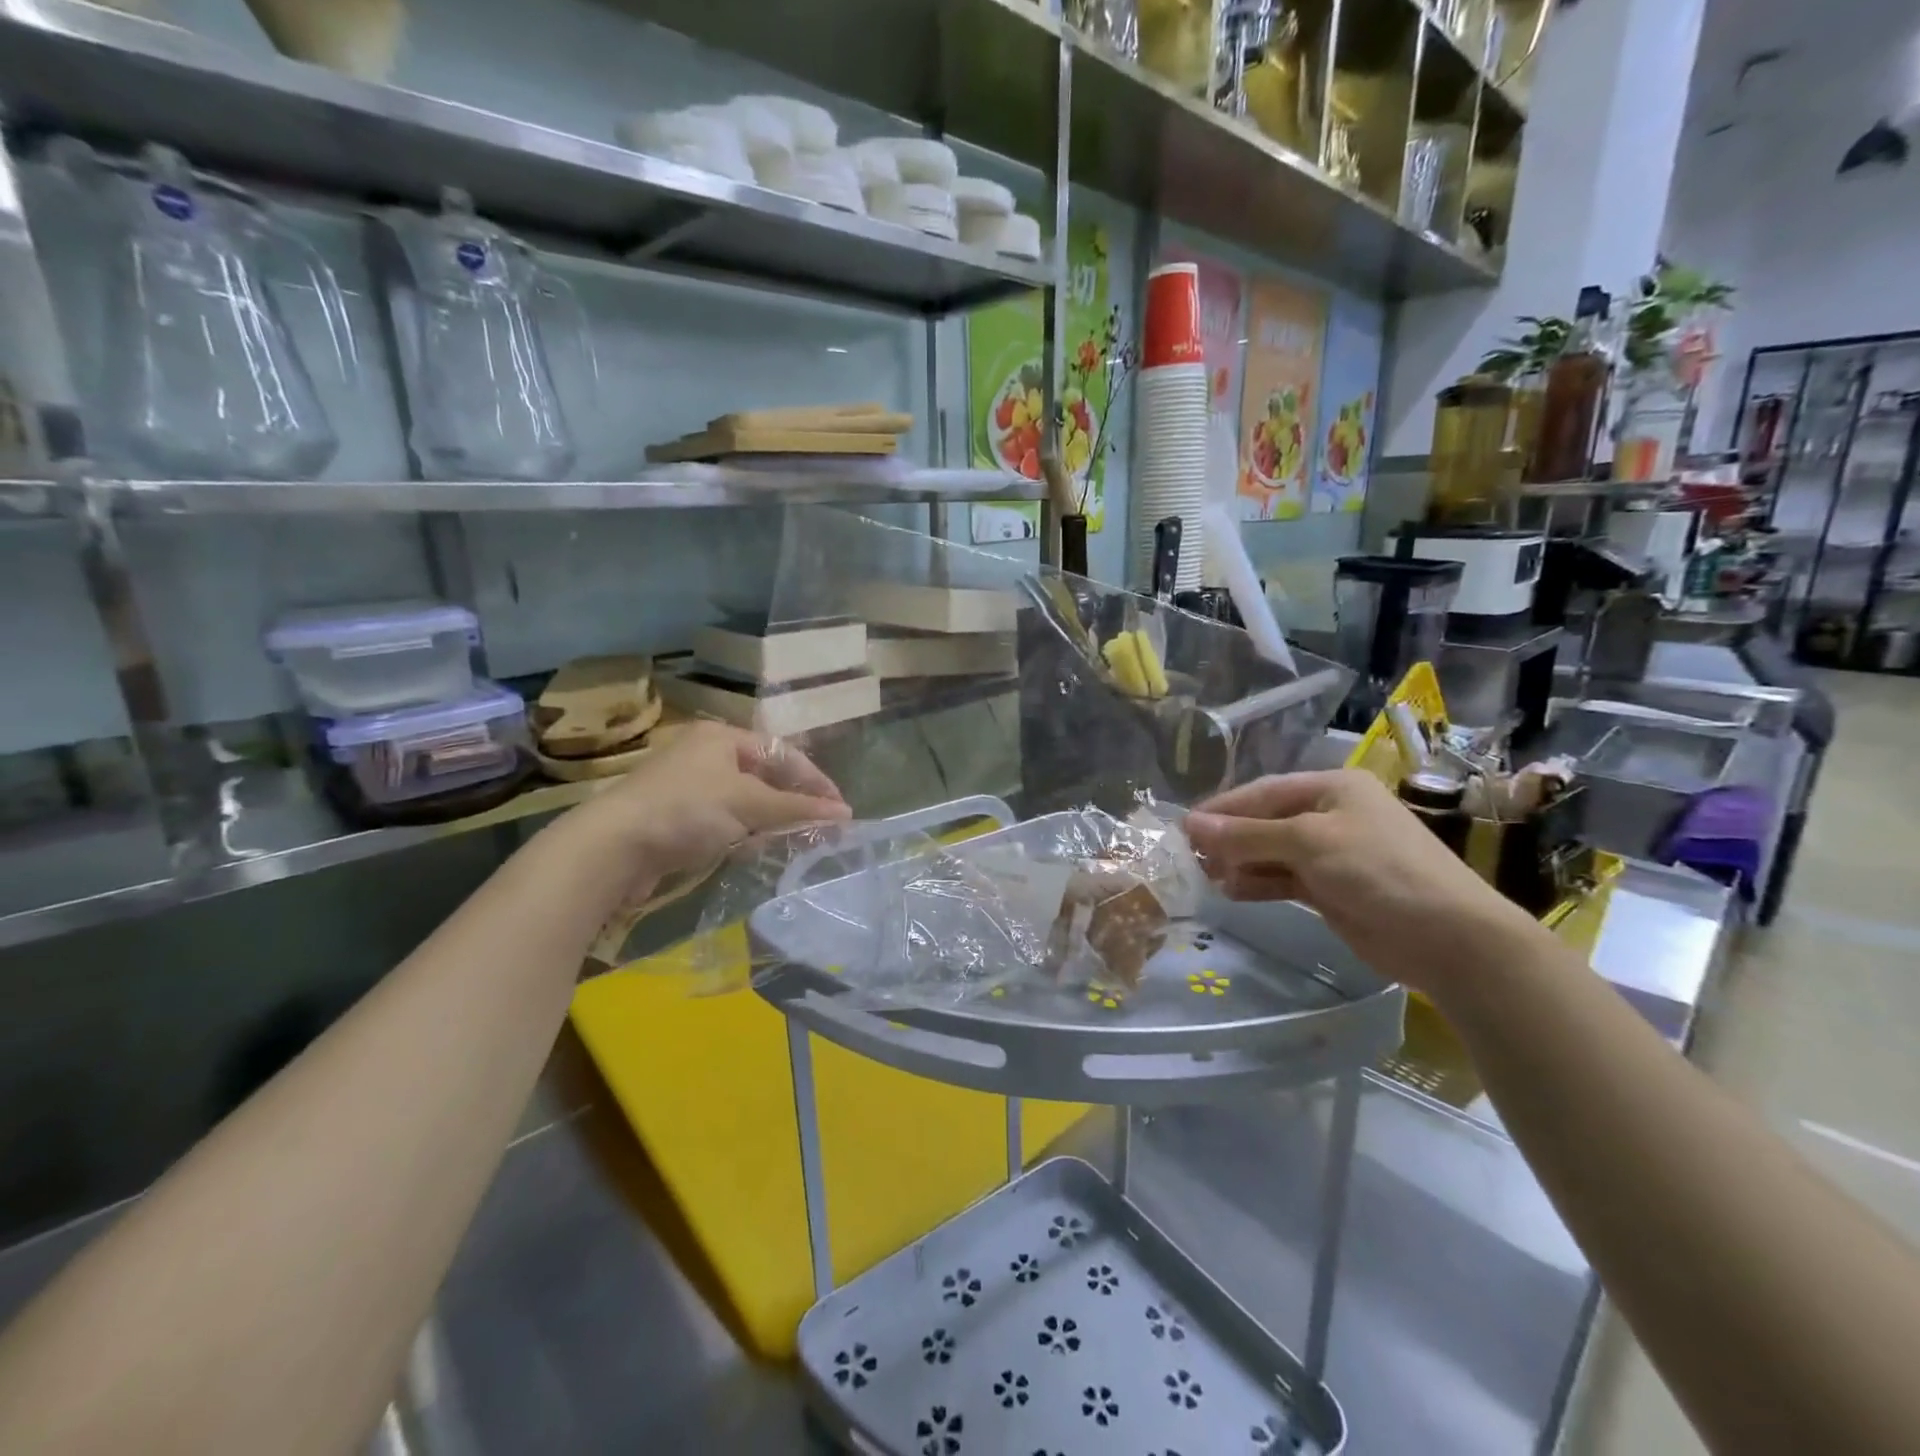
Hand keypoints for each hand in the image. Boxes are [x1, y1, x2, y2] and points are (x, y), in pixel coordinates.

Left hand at [557, 722, 849, 903]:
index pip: (783, 754)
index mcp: (722, 737)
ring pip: (745, 802)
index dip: (815, 781)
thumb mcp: (748, 803)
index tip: (840, 810)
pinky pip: (724, 822)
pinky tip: (752, 850)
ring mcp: (689, 788)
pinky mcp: (677, 819)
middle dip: (793, 802)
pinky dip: (743, 834)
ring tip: (793, 841)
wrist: (613, 847)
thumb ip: (797, 808)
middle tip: (821, 828)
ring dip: (769, 821)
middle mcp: (706, 755)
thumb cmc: (686, 810)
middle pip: (765, 777)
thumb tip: (845, 813)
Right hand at [1184, 769, 1539, 996]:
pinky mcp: (1332, 889)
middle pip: (1265, 821)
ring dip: (1240, 863)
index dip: (1222, 809)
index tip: (1183, 827)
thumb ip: (1247, 835)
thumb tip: (1191, 824)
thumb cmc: (1378, 870)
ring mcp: (1332, 854)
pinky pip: (1284, 879)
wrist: (1448, 937)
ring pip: (1271, 852)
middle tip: (1190, 858)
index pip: (1263, 792)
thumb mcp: (1308, 843)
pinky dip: (1259, 883)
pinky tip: (1232, 892)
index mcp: (1331, 788)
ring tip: (1206, 877)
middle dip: (1229, 839)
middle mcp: (1331, 815)